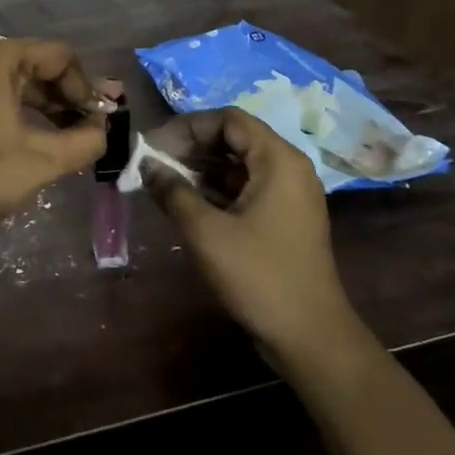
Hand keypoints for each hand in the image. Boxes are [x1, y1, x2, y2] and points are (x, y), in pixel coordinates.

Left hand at [0, 39, 107, 256]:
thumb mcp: (43, 161)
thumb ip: (86, 140)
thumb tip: (103, 130)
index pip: (59, 56)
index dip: (85, 88)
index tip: (97, 122)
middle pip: (31, 65)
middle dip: (63, 97)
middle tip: (86, 131)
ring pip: (6, 81)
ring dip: (38, 106)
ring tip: (59, 139)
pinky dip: (7, 111)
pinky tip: (20, 140)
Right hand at [140, 107, 352, 353]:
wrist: (308, 334)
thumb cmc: (257, 275)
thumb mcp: (206, 232)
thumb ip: (173, 192)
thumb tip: (146, 166)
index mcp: (278, 160)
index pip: (228, 119)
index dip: (187, 127)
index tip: (154, 146)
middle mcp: (288, 168)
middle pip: (235, 139)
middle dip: (191, 146)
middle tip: (154, 164)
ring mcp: (289, 195)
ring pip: (239, 165)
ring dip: (201, 169)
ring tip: (163, 183)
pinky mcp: (283, 219)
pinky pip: (246, 189)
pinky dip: (216, 190)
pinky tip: (186, 203)